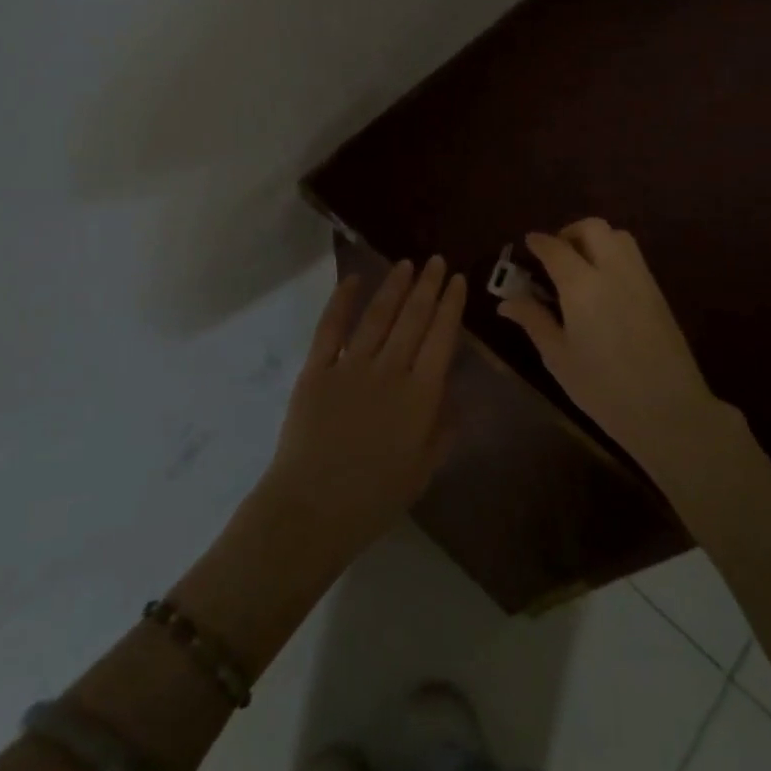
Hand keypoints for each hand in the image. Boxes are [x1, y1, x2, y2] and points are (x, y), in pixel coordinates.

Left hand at [259, 258, 464, 562]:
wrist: (313, 509)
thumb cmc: (375, 497)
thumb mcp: (424, 469)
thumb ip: (444, 428)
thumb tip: (454, 392)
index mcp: (421, 395)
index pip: (442, 338)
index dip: (451, 306)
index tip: (457, 280)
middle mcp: (390, 371)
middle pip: (413, 319)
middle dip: (428, 286)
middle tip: (436, 261)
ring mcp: (350, 367)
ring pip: (377, 316)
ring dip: (394, 286)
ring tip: (406, 264)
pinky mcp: (316, 370)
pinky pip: (331, 328)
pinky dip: (342, 300)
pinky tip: (353, 280)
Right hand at [497, 220, 723, 471]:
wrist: (669, 410)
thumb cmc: (603, 388)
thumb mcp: (558, 357)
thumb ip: (533, 321)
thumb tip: (507, 302)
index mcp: (582, 285)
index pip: (555, 248)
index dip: (538, 242)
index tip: (527, 244)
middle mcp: (613, 270)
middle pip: (592, 228)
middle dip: (569, 232)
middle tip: (555, 254)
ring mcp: (640, 279)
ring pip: (618, 236)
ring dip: (596, 239)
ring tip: (580, 266)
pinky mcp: (658, 293)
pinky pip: (633, 257)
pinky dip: (614, 255)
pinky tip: (603, 285)